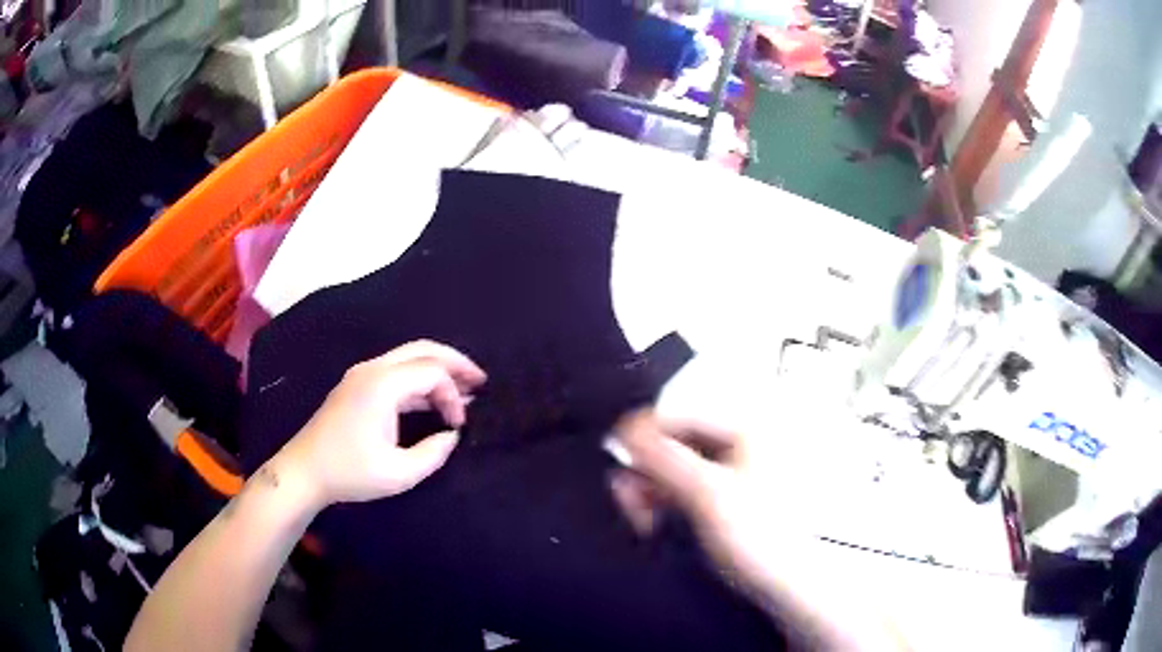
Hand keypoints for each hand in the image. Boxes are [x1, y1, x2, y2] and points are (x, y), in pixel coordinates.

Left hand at [275, 341, 486, 507]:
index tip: (458, 426)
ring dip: (437, 370)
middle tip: (481, 380)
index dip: (453, 395)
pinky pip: (396, 371)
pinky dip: (419, 380)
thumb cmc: (350, 472)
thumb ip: (433, 453)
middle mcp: (372, 369)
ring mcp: (362, 374)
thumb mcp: (399, 473)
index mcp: (382, 385)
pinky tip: (433, 398)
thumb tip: (451, 435)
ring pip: (409, 358)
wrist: (304, 471)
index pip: (432, 372)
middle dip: (455, 363)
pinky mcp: (357, 385)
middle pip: (422, 350)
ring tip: (464, 389)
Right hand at [610, 410, 786, 592]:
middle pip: (674, 442)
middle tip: (629, 496)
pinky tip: (653, 519)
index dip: (643, 433)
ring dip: (651, 489)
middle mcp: (739, 442)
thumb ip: (663, 458)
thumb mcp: (705, 493)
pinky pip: (682, 486)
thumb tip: (626, 430)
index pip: (680, 414)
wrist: (780, 579)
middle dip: (646, 470)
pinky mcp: (723, 495)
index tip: (616, 453)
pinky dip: (663, 500)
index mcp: (745, 428)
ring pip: (675, 467)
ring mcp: (732, 470)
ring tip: (640, 515)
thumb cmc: (756, 534)